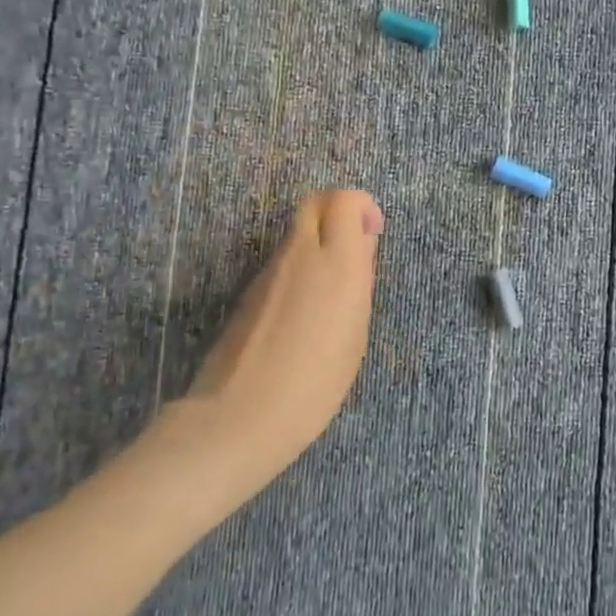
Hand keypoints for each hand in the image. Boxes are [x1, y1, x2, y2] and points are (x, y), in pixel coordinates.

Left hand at [143, 190, 382, 508]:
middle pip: (316, 202)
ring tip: (330, 290)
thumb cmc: (317, 382)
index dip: (363, 207)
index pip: (345, 199)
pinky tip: (303, 312)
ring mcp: (269, 271)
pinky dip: (298, 268)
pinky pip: (281, 262)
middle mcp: (301, 254)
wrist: (242, 415)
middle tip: (353, 247)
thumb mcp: (355, 332)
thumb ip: (359, 280)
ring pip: (296, 232)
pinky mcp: (249, 291)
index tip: (372, 234)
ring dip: (317, 242)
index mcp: (338, 261)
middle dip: (338, 212)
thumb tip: (360, 247)